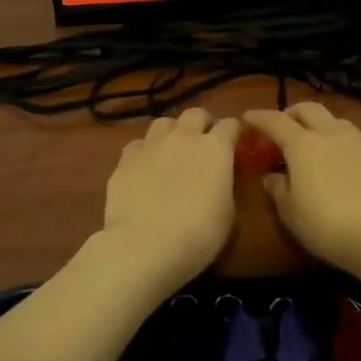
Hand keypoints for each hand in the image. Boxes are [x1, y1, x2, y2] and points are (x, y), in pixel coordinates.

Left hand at [101, 108, 241, 282]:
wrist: (144, 246)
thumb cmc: (198, 235)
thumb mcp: (228, 214)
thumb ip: (226, 186)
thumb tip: (220, 179)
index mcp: (216, 148)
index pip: (231, 124)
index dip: (234, 134)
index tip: (235, 146)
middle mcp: (184, 137)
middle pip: (196, 114)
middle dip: (203, 124)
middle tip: (203, 144)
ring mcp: (151, 145)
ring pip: (164, 123)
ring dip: (172, 132)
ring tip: (172, 151)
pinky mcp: (125, 158)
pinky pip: (139, 144)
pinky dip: (145, 152)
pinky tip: (145, 168)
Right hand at [241, 103, 360, 274]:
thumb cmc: (326, 224)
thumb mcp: (291, 213)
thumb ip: (278, 190)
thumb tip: (272, 177)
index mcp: (303, 144)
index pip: (275, 121)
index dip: (259, 117)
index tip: (247, 117)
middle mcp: (330, 134)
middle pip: (309, 109)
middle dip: (292, 112)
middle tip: (282, 127)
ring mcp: (359, 143)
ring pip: (335, 120)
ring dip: (319, 124)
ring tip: (313, 142)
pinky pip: (353, 139)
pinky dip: (339, 142)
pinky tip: (340, 162)